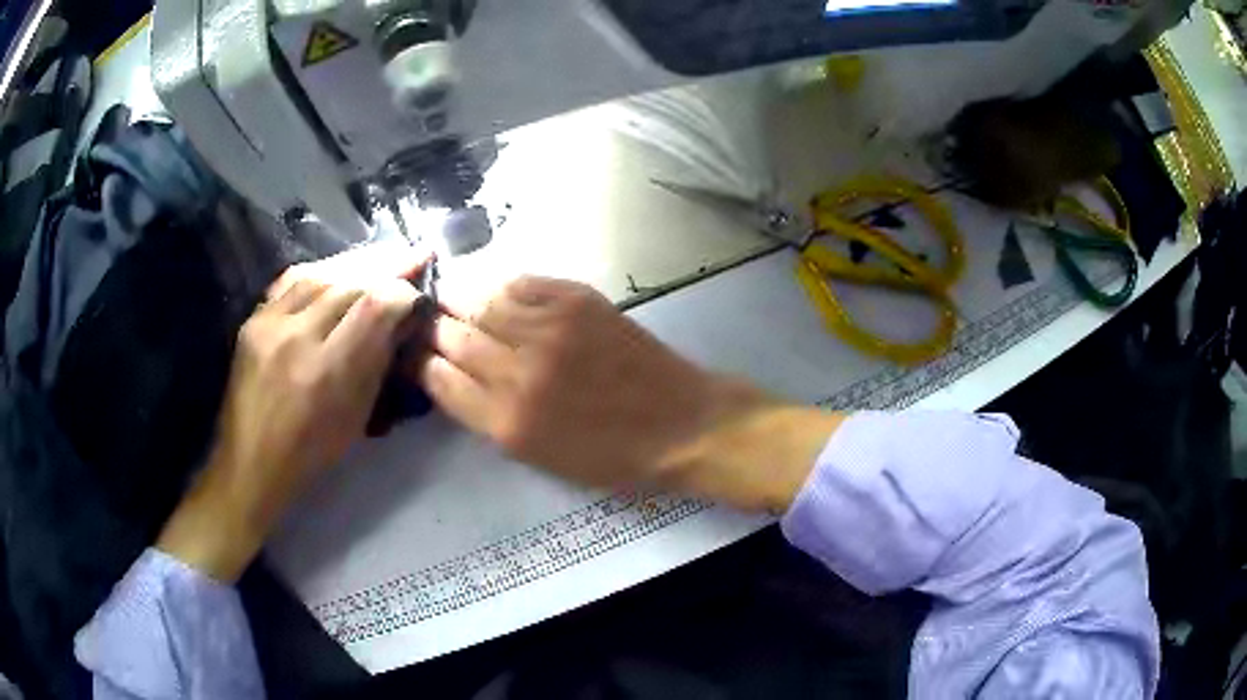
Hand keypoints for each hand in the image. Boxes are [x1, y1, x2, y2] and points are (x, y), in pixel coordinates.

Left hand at [159, 244, 428, 581]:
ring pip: (320, 273)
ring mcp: (268, 323)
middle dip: (387, 266)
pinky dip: (323, 270)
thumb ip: (378, 361)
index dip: (403, 288)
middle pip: (348, 282)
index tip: (422, 286)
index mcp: (326, 372)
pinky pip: (292, 280)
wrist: (250, 461)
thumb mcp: (357, 415)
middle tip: (416, 254)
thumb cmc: (311, 451)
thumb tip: (402, 317)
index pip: (373, 306)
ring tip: (382, 257)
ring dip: (356, 264)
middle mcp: (295, 337)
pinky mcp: (253, 319)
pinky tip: (339, 268)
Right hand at [410, 277, 843, 509]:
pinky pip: (519, 282)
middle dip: (428, 326)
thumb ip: (487, 416)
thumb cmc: (612, 455)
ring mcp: (549, 329)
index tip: (412, 351)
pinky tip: (492, 290)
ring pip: (478, 299)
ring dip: (455, 297)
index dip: (417, 360)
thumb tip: (450, 375)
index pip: (438, 377)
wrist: (681, 423)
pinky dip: (498, 285)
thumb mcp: (538, 457)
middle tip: (420, 318)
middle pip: (451, 335)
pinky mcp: (577, 300)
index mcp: (507, 422)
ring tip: (445, 295)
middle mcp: (519, 371)